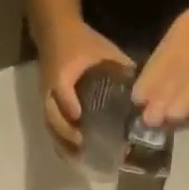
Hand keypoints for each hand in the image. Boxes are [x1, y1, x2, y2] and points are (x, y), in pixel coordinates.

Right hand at [35, 19, 132, 149]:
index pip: (62, 92)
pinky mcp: (46, 106)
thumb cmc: (82, 41)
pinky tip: (73, 154)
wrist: (54, 32)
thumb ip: (120, 67)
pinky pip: (50, 127)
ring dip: (63, 143)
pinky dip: (61, 142)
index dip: (70, 107)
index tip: (81, 119)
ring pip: (50, 126)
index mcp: (62, 72)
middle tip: (84, 144)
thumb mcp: (102, 49)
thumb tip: (143, 89)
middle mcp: (50, 89)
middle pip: (52, 116)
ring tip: (80, 157)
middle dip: (66, 132)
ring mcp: (45, 99)